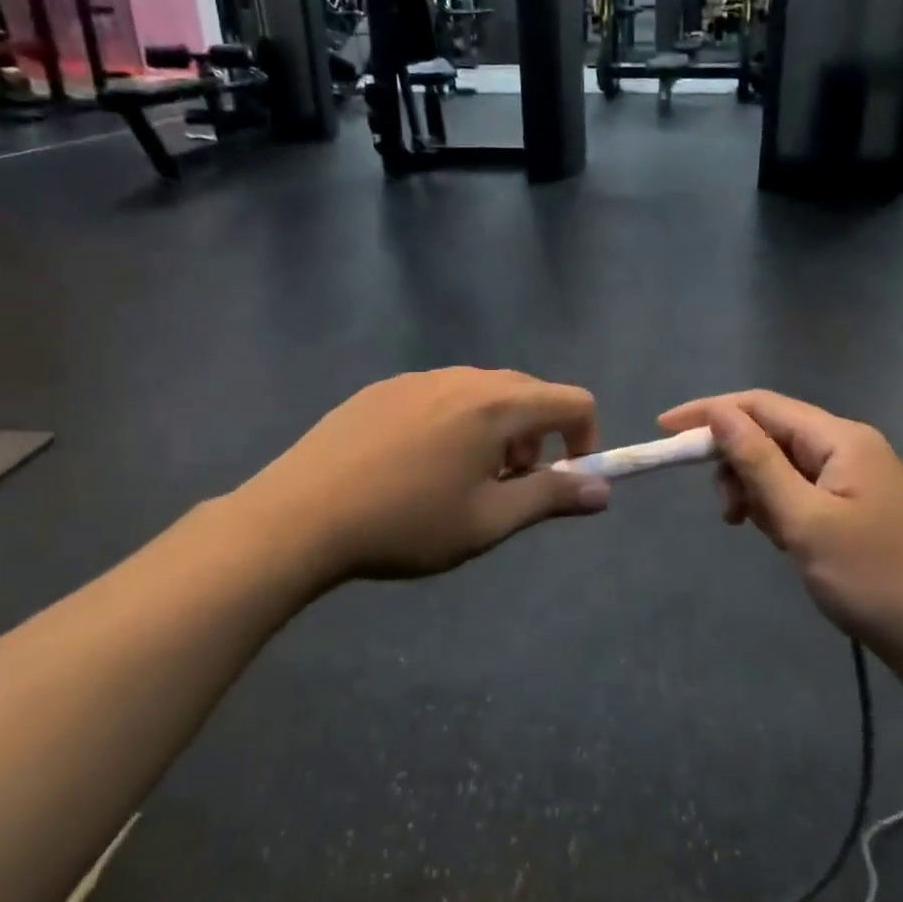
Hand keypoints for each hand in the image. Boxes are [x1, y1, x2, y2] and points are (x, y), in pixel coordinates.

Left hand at [249, 369, 609, 584]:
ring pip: (483, 391)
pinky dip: (456, 421)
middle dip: (538, 436)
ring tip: (463, 477)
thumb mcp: (488, 521)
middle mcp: (463, 377)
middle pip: (528, 392)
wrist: (300, 516)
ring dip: (497, 428)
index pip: (573, 400)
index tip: (563, 479)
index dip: (585, 438)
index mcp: (496, 405)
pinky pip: (441, 394)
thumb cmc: (406, 524)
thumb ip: (551, 498)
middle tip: (510, 483)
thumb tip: (602, 490)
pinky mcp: (384, 388)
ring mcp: (419, 378)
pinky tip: (416, 464)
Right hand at [658, 391, 902, 696]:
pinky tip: (780, 540)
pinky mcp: (857, 510)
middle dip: (736, 463)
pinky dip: (780, 509)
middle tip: (725, 512)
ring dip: (757, 491)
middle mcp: (848, 448)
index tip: (664, 430)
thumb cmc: (875, 579)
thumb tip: (720, 415)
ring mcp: (855, 480)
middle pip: (772, 435)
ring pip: (784, 467)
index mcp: (840, 439)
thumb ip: (759, 464)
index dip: (709, 413)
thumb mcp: (805, 521)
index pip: (760, 406)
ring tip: (754, 530)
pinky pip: (802, 493)